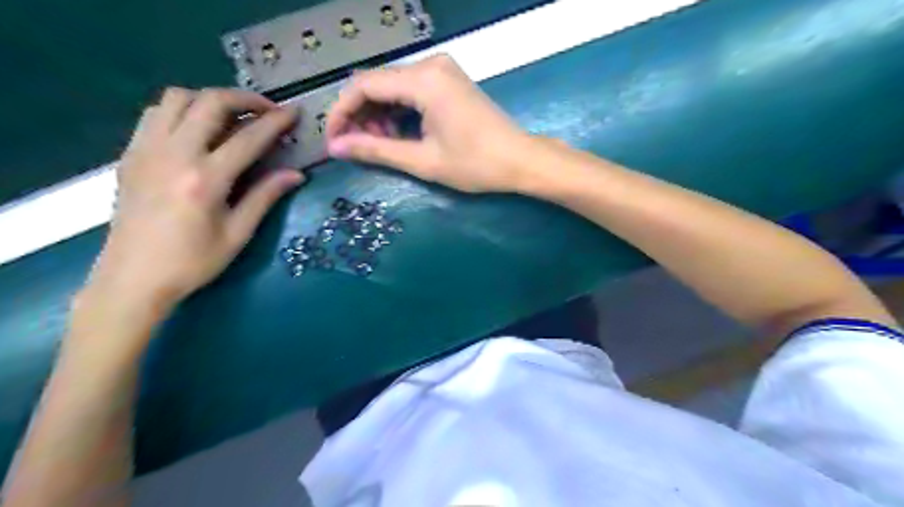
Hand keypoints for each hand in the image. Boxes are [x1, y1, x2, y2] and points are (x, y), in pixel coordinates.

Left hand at [85, 87, 302, 316]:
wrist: (133, 278)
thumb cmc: (193, 262)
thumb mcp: (238, 234)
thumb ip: (265, 197)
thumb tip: (296, 174)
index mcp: (205, 179)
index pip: (248, 138)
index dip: (276, 122)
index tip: (294, 112)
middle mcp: (174, 154)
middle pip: (209, 103)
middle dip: (244, 99)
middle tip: (266, 110)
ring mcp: (146, 150)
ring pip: (177, 98)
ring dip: (210, 99)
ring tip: (232, 117)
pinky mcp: (131, 154)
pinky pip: (156, 114)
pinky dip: (182, 111)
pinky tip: (198, 131)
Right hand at [325, 54, 534, 193]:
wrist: (520, 160)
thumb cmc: (475, 164)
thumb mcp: (422, 161)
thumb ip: (376, 150)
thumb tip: (336, 147)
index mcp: (423, 80)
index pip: (363, 85)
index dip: (341, 112)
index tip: (333, 141)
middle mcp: (430, 65)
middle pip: (376, 83)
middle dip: (360, 116)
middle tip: (357, 148)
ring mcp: (442, 70)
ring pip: (392, 86)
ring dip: (378, 115)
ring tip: (378, 145)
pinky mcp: (448, 80)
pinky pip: (410, 89)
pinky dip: (397, 111)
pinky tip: (396, 134)